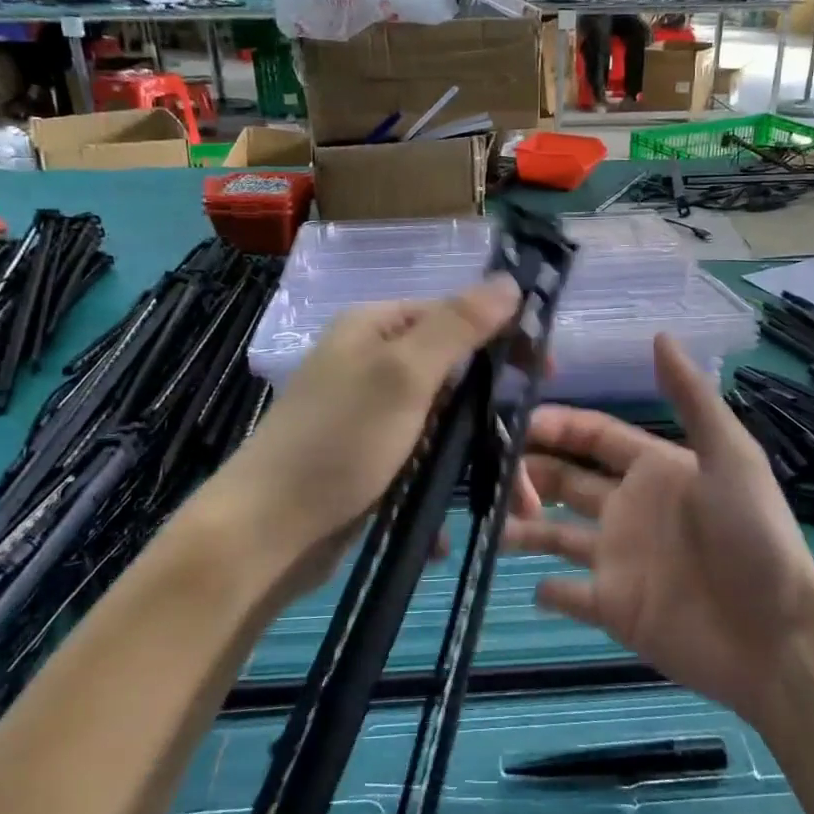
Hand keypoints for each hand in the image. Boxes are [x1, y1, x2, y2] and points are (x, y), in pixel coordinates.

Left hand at [207, 276, 526, 602]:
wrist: (266, 532)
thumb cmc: (339, 440)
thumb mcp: (403, 373)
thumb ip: (458, 325)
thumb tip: (509, 280)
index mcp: (375, 329)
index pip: (454, 315)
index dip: (504, 338)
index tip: (547, 375)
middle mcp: (372, 364)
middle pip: (454, 374)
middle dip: (496, 416)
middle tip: (533, 453)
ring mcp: (370, 416)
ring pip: (443, 425)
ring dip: (478, 461)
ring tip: (518, 506)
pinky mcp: (368, 461)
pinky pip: (420, 463)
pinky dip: (440, 489)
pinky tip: (450, 528)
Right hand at [505, 335, 813, 725]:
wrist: (777, 638)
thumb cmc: (752, 537)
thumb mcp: (730, 457)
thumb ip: (691, 398)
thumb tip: (660, 334)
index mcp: (653, 469)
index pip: (593, 437)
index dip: (557, 425)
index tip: (516, 423)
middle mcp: (629, 508)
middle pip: (565, 479)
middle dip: (529, 470)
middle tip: (492, 474)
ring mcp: (618, 560)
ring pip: (555, 534)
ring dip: (522, 526)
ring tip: (490, 523)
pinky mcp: (614, 608)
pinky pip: (569, 595)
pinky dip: (548, 590)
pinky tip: (532, 586)